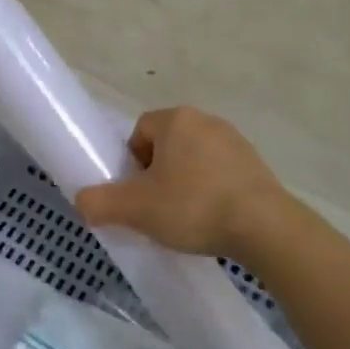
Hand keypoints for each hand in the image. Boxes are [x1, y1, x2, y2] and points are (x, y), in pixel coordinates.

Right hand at [75, 106, 302, 257]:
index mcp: (175, 119)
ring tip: (185, 218)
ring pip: (193, 159)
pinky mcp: (257, 165)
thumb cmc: (194, 207)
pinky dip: (210, 192)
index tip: (137, 194)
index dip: (131, 164)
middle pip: (165, 145)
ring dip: (184, 183)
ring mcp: (236, 141)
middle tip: (156, 208)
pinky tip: (213, 219)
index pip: (139, 132)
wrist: (266, 229)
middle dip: (156, 174)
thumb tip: (83, 201)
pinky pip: (220, 173)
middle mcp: (206, 120)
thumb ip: (100, 202)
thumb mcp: (135, 209)